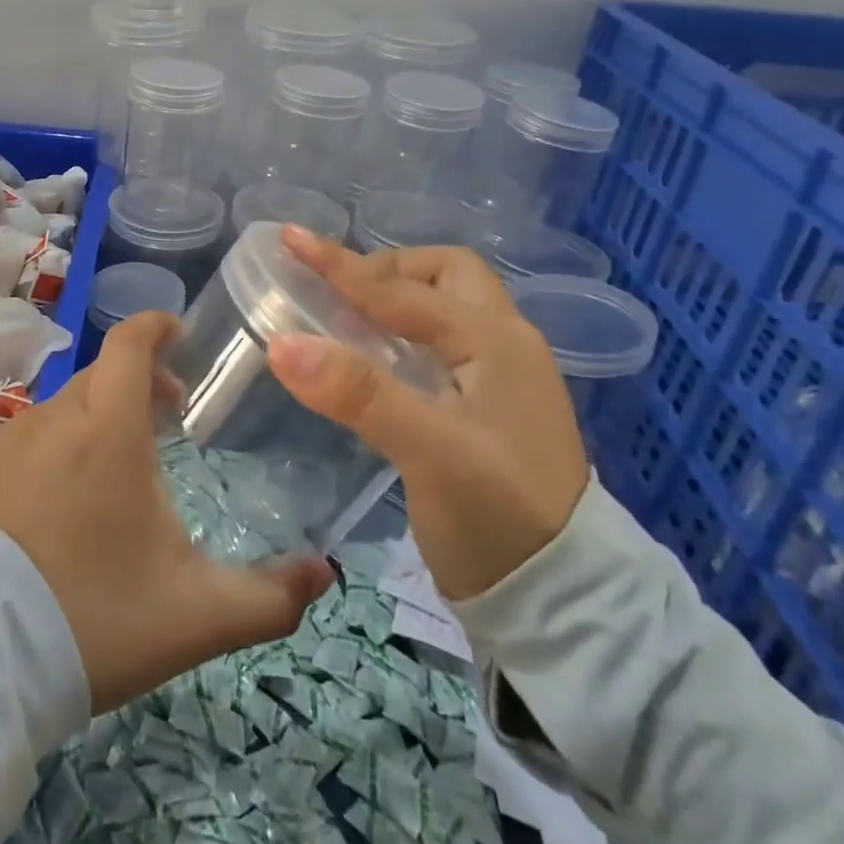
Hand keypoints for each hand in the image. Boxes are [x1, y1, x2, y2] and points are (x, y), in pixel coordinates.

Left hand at [0, 311, 333, 712]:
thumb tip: (326, 574)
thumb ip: (271, 597)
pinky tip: (70, 490)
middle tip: (170, 415)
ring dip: (101, 410)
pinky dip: (63, 436)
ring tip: (124, 458)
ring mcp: (13, 441)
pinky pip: (34, 431)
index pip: (130, 343)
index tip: (179, 332)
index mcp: (109, 429)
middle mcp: (57, 418)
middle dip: (140, 377)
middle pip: (103, 371)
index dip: (155, 325)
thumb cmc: (96, 618)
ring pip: (68, 401)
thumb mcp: (197, 615)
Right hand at [263, 227, 588, 601]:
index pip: (403, 290)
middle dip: (386, 270)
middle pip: (442, 277)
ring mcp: (499, 377)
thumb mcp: (431, 453)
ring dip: (393, 298)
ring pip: (443, 308)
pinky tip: (370, 356)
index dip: (341, 266)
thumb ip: (359, 394)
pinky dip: (399, 333)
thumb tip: (281, 342)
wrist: (562, 604)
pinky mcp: (486, 408)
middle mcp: (503, 345)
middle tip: (335, 290)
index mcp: (496, 342)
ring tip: (343, 313)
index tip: (290, 239)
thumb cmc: (500, 521)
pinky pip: (437, 344)